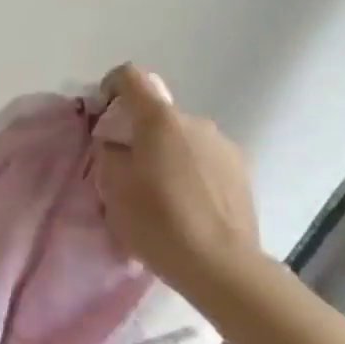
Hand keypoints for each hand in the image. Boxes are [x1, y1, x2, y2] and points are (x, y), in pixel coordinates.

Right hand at [93, 65, 260, 285]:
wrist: (222, 266)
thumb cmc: (158, 222)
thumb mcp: (113, 188)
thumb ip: (109, 154)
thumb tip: (116, 144)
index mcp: (160, 119)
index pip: (130, 77)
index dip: (111, 87)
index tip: (102, 115)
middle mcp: (195, 121)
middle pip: (157, 113)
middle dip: (138, 132)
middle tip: (127, 169)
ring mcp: (223, 145)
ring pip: (182, 137)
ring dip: (166, 153)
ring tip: (159, 192)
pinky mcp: (241, 170)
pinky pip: (204, 158)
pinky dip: (189, 170)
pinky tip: (186, 204)